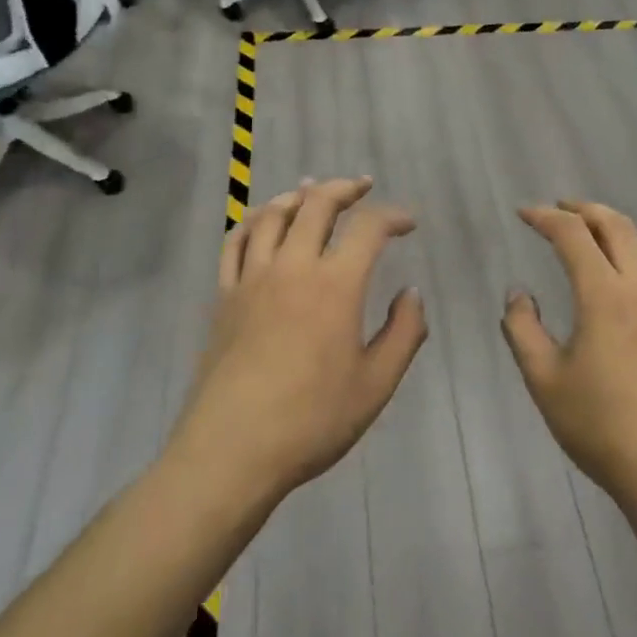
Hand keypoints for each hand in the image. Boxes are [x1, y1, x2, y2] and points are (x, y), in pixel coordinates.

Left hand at [172, 177, 428, 505]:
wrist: (232, 449)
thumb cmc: (311, 420)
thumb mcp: (376, 385)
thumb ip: (403, 333)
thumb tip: (411, 293)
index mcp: (335, 285)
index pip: (368, 228)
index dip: (393, 215)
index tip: (408, 223)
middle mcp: (293, 267)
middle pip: (317, 204)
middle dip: (344, 188)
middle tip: (362, 186)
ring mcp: (253, 278)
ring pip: (272, 215)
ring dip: (297, 196)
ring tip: (312, 191)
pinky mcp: (225, 295)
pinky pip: (235, 242)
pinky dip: (252, 221)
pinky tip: (261, 222)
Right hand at [503, 201, 636, 515]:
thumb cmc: (601, 425)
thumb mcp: (544, 380)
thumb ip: (523, 329)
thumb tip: (518, 294)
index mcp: (604, 295)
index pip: (572, 235)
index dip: (545, 217)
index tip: (523, 214)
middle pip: (615, 225)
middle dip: (583, 209)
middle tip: (557, 209)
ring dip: (613, 226)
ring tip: (591, 231)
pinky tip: (632, 268)